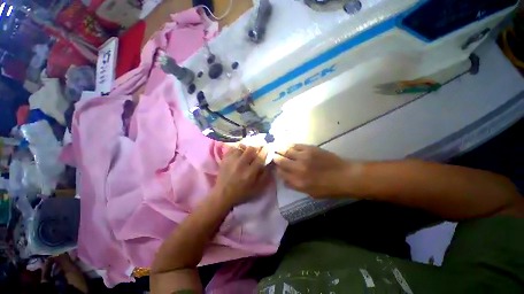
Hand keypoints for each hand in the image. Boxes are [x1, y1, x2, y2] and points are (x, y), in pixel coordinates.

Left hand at [213, 145, 269, 205]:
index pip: (260, 157)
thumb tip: (269, 163)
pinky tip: (242, 150)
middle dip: (258, 146)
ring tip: (250, 148)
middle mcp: (241, 164)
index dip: (266, 150)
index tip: (268, 148)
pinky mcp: (225, 158)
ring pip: (242, 146)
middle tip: (260, 147)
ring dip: (248, 146)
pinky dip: (239, 147)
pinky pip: (234, 147)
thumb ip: (265, 175)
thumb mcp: (257, 188)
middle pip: (252, 148)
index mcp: (250, 173)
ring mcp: (231, 160)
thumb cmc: (242, 193)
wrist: (222, 195)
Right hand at [274, 144, 355, 197]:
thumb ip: (294, 186)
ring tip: (273, 146)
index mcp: (298, 181)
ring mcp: (304, 156)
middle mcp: (298, 168)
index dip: (276, 169)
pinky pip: (295, 145)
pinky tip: (284, 143)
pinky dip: (288, 144)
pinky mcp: (310, 148)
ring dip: (278, 148)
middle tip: (270, 154)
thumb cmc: (328, 188)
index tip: (274, 166)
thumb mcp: (310, 193)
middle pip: (280, 160)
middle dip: (274, 157)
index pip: (280, 173)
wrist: (345, 176)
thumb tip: (284, 179)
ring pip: (285, 150)